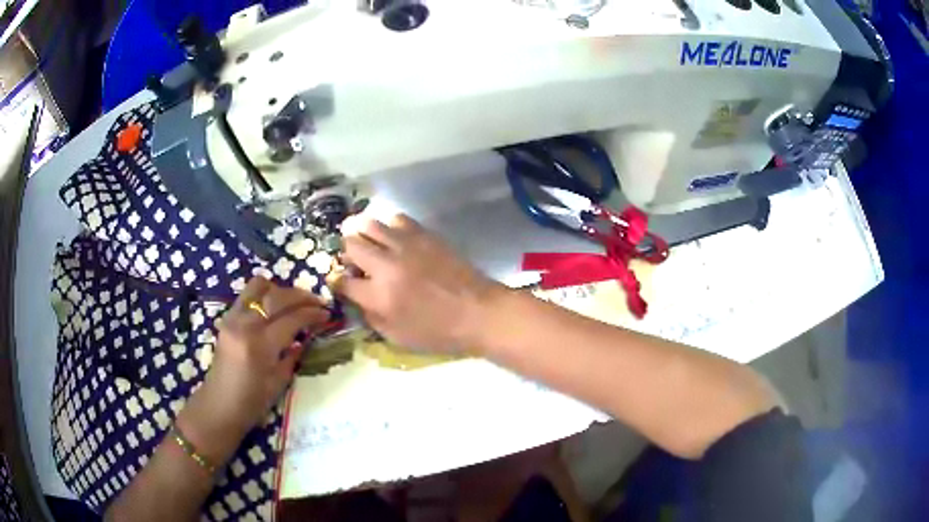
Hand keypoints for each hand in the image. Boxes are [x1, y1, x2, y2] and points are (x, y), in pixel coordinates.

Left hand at [178, 277, 328, 460]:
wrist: (219, 405)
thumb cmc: (251, 402)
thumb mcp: (279, 382)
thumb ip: (292, 356)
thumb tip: (305, 338)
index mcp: (260, 346)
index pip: (292, 318)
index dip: (313, 313)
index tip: (327, 313)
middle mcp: (245, 325)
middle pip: (277, 296)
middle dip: (301, 296)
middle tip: (317, 302)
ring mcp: (233, 318)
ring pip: (258, 286)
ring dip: (280, 290)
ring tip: (292, 302)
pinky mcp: (226, 318)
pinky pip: (247, 295)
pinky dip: (264, 295)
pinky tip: (274, 309)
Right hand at [329, 214, 503, 353]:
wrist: (478, 312)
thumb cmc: (439, 332)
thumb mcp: (398, 338)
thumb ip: (371, 318)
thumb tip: (358, 299)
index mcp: (378, 296)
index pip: (342, 281)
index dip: (337, 282)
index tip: (340, 282)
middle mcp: (386, 266)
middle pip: (351, 245)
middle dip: (345, 252)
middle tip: (352, 259)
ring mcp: (405, 246)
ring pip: (369, 224)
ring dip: (361, 232)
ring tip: (365, 240)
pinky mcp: (423, 234)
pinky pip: (396, 219)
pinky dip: (388, 226)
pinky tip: (393, 237)